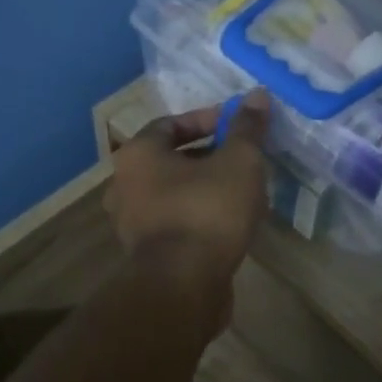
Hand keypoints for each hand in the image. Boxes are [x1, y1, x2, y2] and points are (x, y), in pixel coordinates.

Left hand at [107, 91, 271, 287]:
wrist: (183, 286)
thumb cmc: (207, 211)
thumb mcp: (238, 162)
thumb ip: (247, 128)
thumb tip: (257, 95)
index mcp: (138, 154)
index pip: (172, 123)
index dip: (208, 119)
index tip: (238, 125)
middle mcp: (124, 185)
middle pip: (171, 159)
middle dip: (209, 155)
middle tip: (243, 158)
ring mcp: (131, 223)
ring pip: (173, 193)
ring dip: (204, 187)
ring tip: (242, 190)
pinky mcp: (145, 254)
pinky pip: (175, 222)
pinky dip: (198, 215)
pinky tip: (229, 222)